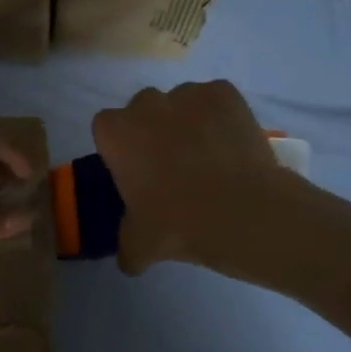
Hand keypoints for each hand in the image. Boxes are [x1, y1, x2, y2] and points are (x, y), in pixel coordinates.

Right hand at [92, 81, 285, 274]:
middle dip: (152, 131)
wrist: (243, 212)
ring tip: (207, 157)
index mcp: (116, 133)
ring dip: (186, 122)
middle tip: (171, 166)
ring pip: (180, 103)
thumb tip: (129, 259)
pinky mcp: (225, 92)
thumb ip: (127, 246)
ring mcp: (188, 93)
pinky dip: (219, 117)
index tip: (136, 172)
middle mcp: (147, 103)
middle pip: (143, 110)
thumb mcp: (140, 246)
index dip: (121, 148)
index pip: (107, 129)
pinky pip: (214, 100)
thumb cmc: (179, 224)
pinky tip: (230, 145)